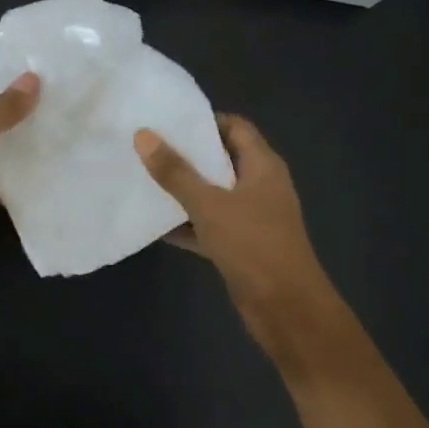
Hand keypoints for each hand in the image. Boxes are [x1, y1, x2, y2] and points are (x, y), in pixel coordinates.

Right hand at [136, 116, 344, 367]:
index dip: (205, 121)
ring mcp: (251, 218)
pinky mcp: (240, 246)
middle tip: (147, 148)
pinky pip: (209, 226)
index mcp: (263, 166)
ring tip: (143, 180)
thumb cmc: (253, 244)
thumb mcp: (209, 204)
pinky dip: (186, 224)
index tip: (168, 120)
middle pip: (222, 160)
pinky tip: (154, 225)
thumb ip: (176, 172)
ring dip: (184, 191)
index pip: (235, 128)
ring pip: (213, 195)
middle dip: (187, 155)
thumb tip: (143, 135)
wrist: (285, 306)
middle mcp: (260, 186)